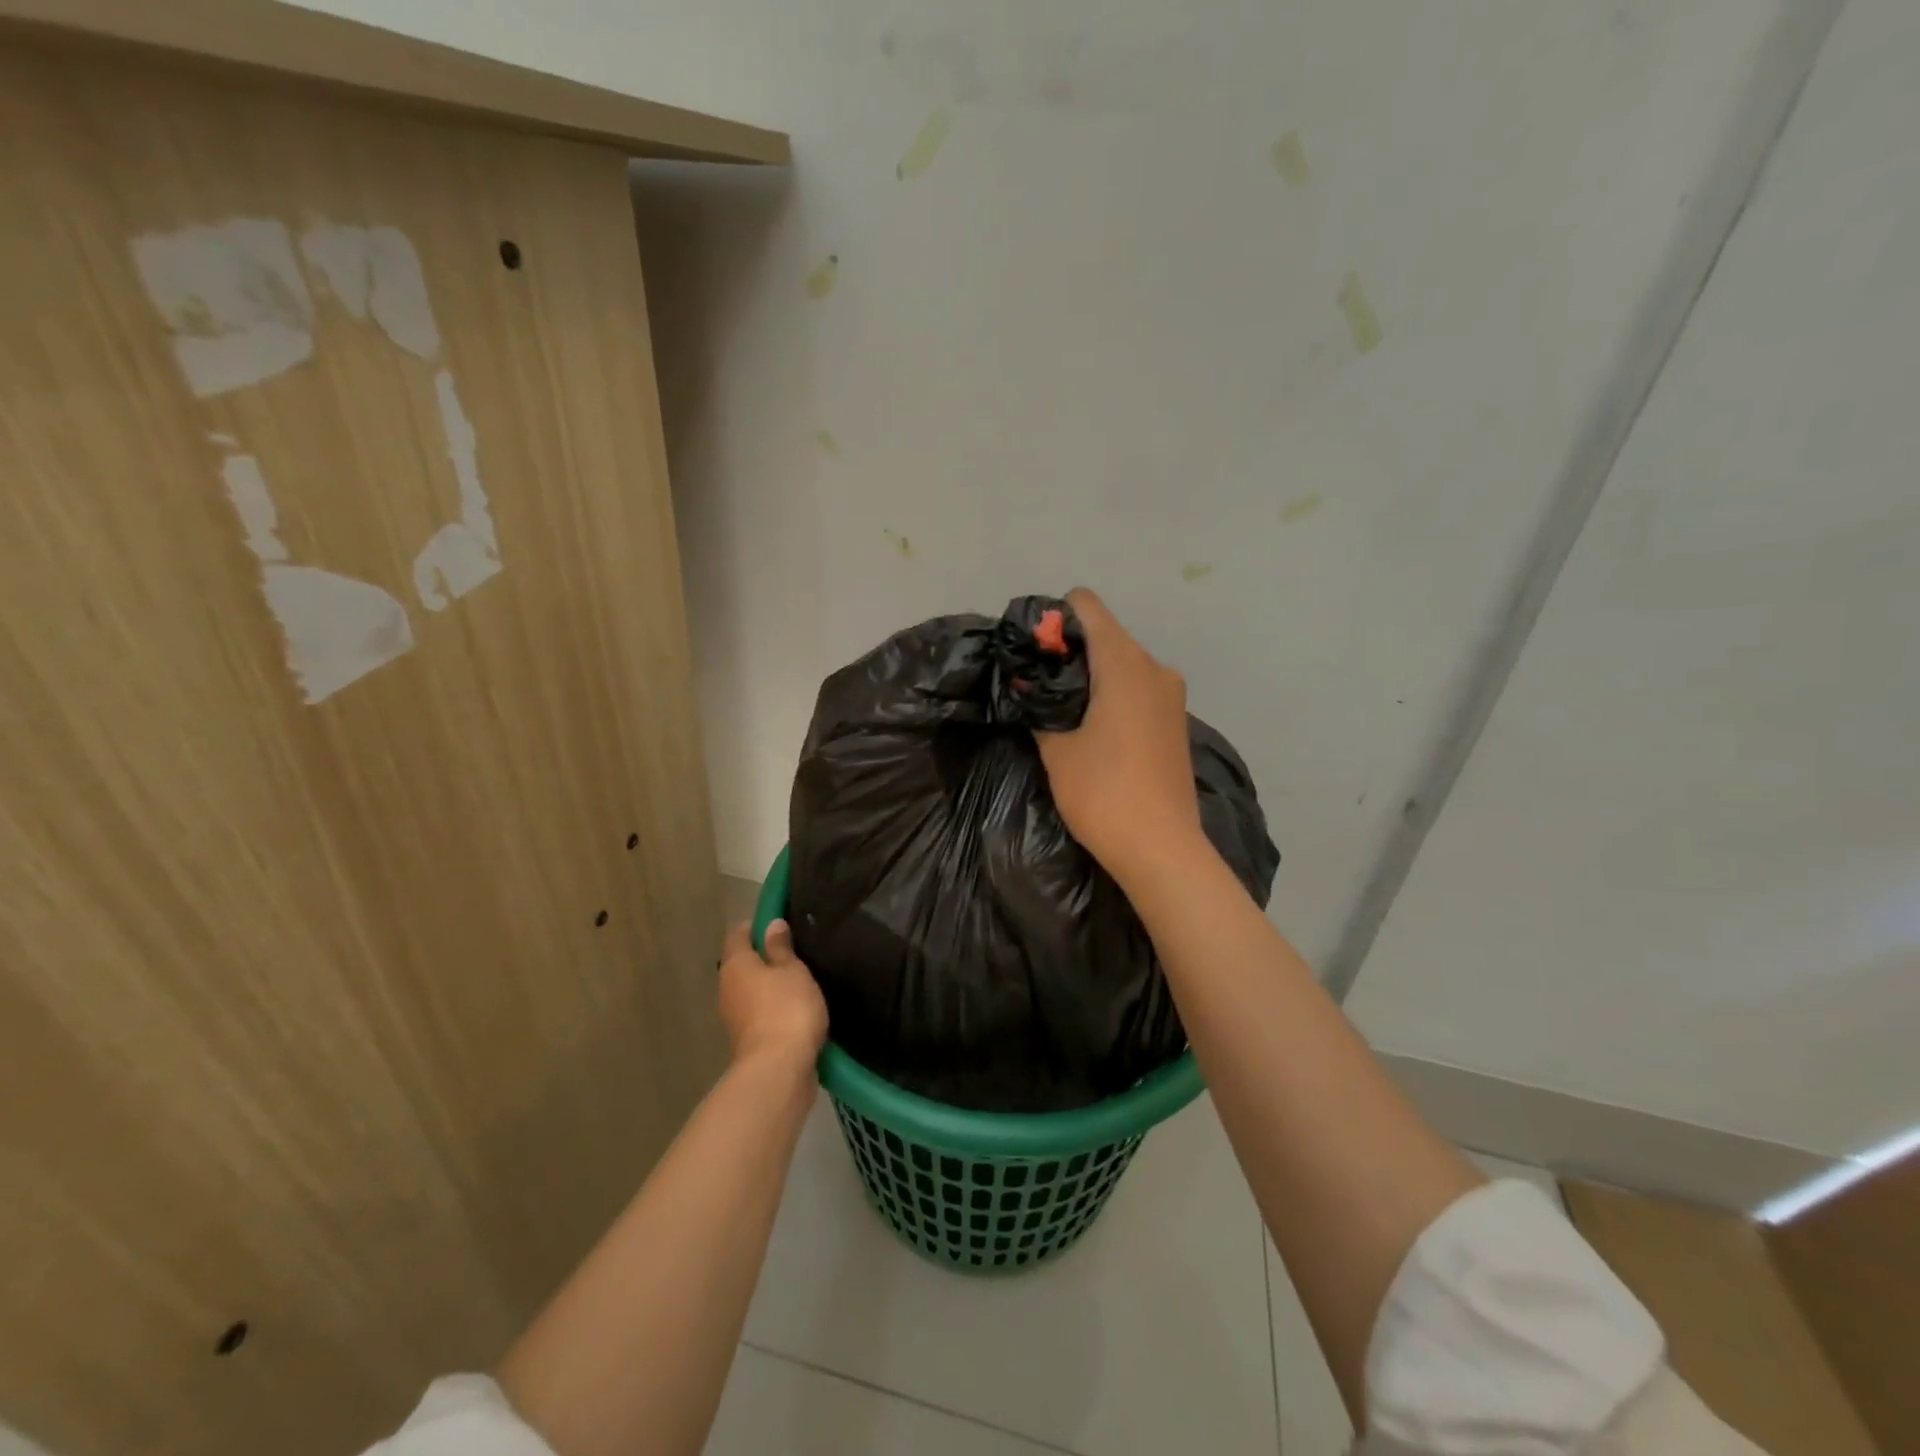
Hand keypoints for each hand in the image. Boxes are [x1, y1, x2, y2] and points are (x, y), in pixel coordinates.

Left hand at [719, 919, 827, 1070]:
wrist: (778, 1070)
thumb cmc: (786, 1008)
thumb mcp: (792, 970)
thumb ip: (781, 948)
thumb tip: (771, 925)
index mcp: (736, 965)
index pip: (739, 935)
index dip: (756, 926)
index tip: (779, 923)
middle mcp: (728, 988)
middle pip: (742, 963)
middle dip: (764, 956)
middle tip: (795, 951)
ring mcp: (735, 1017)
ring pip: (751, 990)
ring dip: (769, 984)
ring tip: (799, 978)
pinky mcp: (748, 1039)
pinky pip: (759, 1012)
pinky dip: (773, 1007)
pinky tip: (795, 1007)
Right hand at [1036, 588, 1205, 886]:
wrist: (1162, 849)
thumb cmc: (1104, 793)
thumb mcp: (1056, 750)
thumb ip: (1039, 708)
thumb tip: (1028, 689)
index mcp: (1124, 663)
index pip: (1086, 606)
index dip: (1053, 620)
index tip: (1032, 654)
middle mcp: (1154, 667)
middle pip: (1104, 634)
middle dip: (1068, 652)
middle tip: (1038, 687)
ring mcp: (1171, 695)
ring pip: (1122, 662)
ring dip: (1091, 676)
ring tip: (1063, 712)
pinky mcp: (1176, 720)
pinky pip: (1138, 688)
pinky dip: (1113, 694)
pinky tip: (1093, 730)